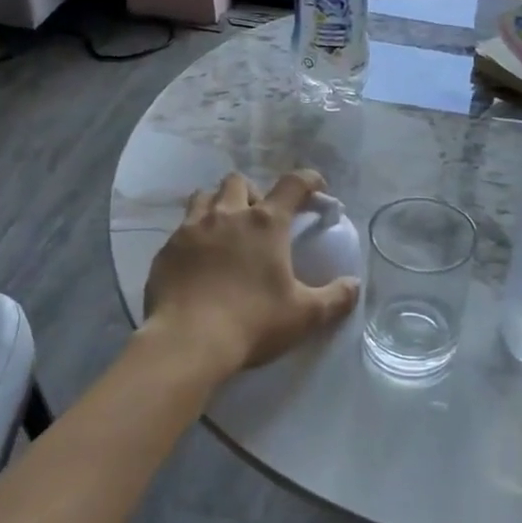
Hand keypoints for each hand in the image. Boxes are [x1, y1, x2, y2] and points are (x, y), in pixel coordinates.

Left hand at [143, 170, 359, 375]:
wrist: (187, 342)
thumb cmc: (253, 322)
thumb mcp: (305, 315)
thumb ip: (336, 297)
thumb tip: (354, 285)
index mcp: (266, 223)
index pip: (293, 184)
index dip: (309, 180)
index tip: (317, 188)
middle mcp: (228, 215)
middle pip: (239, 182)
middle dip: (253, 193)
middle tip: (260, 219)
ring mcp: (191, 229)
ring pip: (204, 196)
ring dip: (218, 205)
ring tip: (225, 230)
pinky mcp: (167, 250)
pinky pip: (181, 229)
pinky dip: (194, 235)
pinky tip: (199, 260)